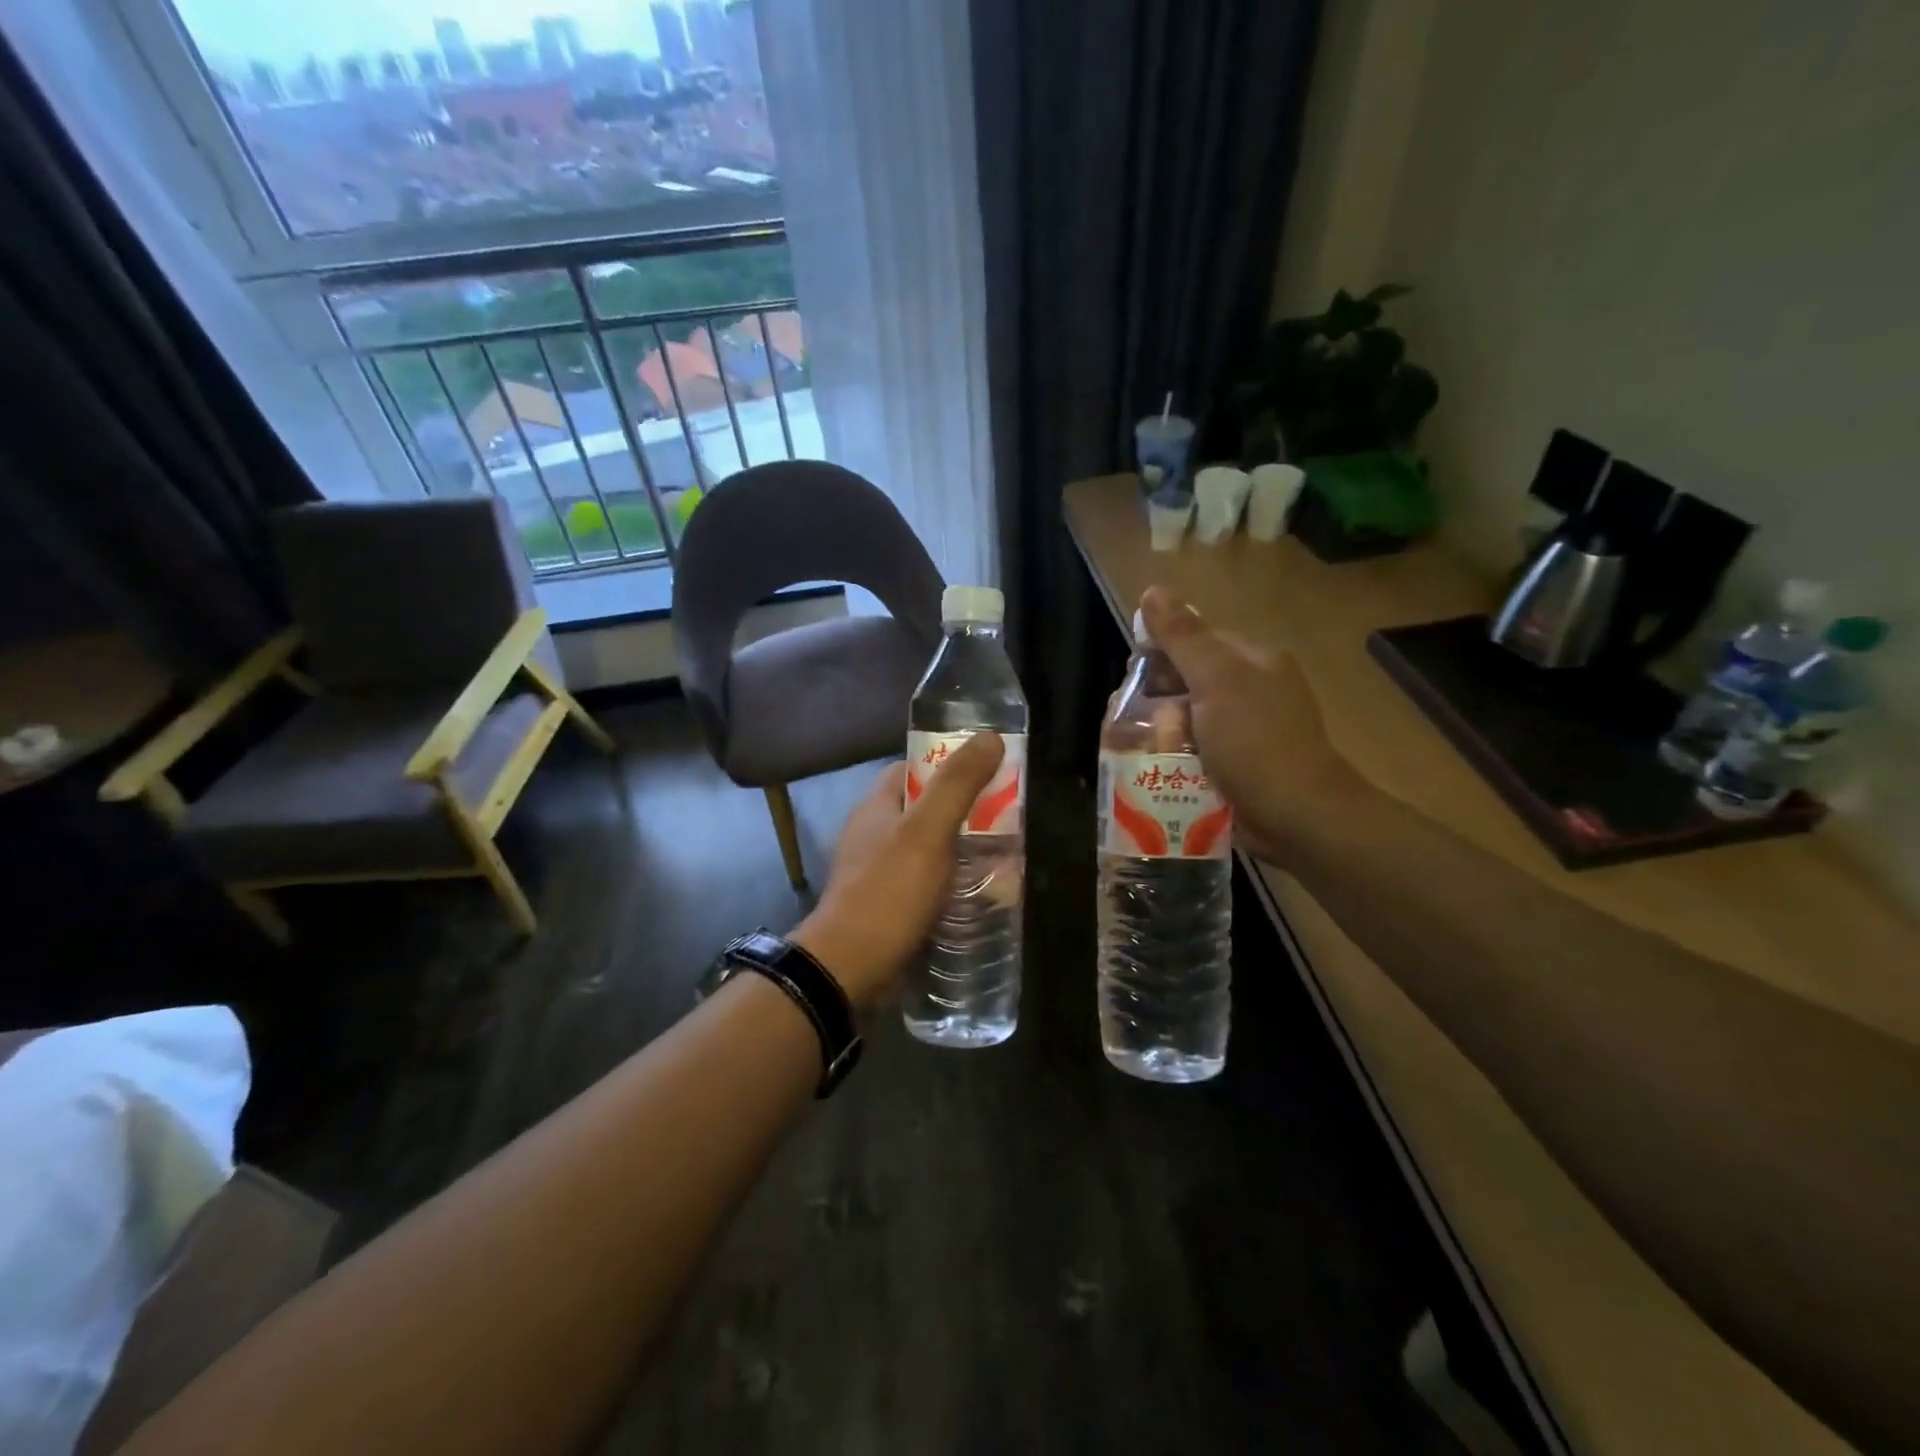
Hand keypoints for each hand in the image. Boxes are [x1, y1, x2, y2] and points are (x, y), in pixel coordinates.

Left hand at [791, 733, 1006, 1011]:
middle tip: (1008, 820)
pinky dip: (952, 885)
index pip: (913, 769)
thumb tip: (989, 737)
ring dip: (962, 851)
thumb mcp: (928, 831)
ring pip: (928, 850)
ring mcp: (877, 874)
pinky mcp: (887, 908)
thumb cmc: (888, 892)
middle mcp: (873, 835)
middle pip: (925, 810)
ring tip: (1004, 859)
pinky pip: (925, 885)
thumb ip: (957, 784)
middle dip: (965, 813)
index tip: (989, 772)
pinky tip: (979, 897)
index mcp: (876, 807)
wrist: (848, 969)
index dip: (949, 764)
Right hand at [1139, 586, 1369, 865]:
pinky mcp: (1241, 766)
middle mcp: (1253, 691)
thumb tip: (1152, 590)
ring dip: (1165, 733)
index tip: (1133, 681)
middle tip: (1136, 722)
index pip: (1196, 641)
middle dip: (1159, 700)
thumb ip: (1183, 637)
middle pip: (1189, 682)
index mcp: (1253, 661)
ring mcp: (1248, 731)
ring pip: (1189, 720)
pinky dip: (1178, 758)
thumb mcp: (1216, 681)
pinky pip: (1198, 751)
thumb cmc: (1255, 742)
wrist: (1297, 816)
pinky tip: (1161, 771)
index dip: (1160, 655)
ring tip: (1143, 751)